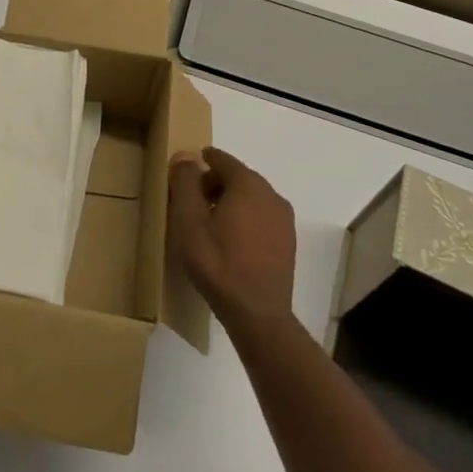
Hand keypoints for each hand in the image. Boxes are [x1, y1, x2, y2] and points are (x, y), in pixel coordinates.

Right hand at [169, 146, 296, 335]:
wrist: (257, 314)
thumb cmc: (218, 263)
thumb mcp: (189, 221)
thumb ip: (185, 183)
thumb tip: (186, 157)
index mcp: (248, 184)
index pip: (222, 159)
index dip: (202, 162)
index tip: (185, 173)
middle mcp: (271, 194)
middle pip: (238, 177)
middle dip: (214, 183)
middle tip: (192, 202)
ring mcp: (283, 218)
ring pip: (251, 197)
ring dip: (230, 201)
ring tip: (209, 223)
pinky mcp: (288, 240)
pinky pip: (262, 216)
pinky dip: (245, 217)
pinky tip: (231, 241)